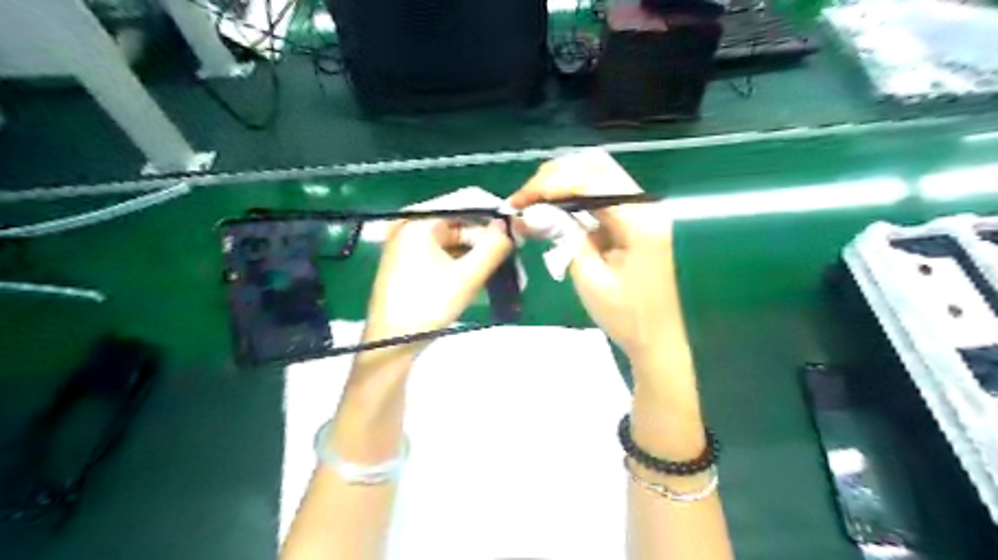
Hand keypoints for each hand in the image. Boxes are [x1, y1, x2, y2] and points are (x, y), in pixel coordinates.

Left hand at [362, 216, 513, 355]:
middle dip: (490, 240)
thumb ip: (493, 247)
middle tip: (516, 258)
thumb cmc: (426, 306)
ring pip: (456, 240)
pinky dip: (466, 263)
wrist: (390, 344)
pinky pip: (446, 253)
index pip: (467, 200)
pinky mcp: (412, 261)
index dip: (496, 212)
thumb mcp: (466, 277)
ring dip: (481, 255)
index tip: (521, 229)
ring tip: (507, 275)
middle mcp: (413, 225)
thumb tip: (512, 226)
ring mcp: (410, 244)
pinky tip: (485, 278)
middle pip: (462, 222)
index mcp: (420, 220)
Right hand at [509, 149, 682, 366]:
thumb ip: (564, 235)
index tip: (518, 202)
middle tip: (523, 198)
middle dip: (554, 176)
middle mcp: (644, 205)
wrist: (656, 338)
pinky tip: (551, 208)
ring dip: (562, 182)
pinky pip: (600, 195)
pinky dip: (573, 196)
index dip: (549, 184)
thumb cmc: (624, 316)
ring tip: (531, 201)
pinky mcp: (633, 219)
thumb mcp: (588, 277)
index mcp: (639, 219)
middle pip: (596, 166)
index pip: (590, 180)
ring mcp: (641, 210)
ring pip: (598, 175)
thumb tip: (532, 211)